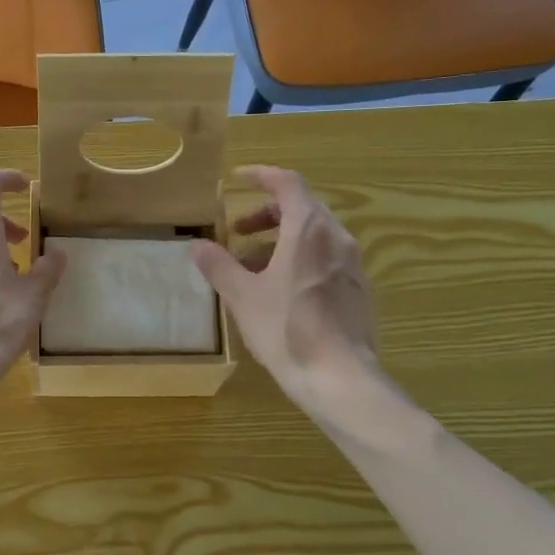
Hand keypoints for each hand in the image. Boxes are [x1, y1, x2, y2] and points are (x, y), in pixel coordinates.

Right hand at [190, 166, 382, 408]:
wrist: (339, 377)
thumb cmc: (286, 329)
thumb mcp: (242, 296)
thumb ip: (219, 266)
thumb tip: (197, 245)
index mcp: (307, 230)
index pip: (287, 183)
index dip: (261, 176)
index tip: (237, 180)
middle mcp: (336, 238)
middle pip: (302, 207)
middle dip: (267, 213)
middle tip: (237, 231)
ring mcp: (351, 264)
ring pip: (314, 235)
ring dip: (281, 239)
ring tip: (251, 266)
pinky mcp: (357, 289)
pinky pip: (325, 257)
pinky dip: (299, 258)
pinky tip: (280, 290)